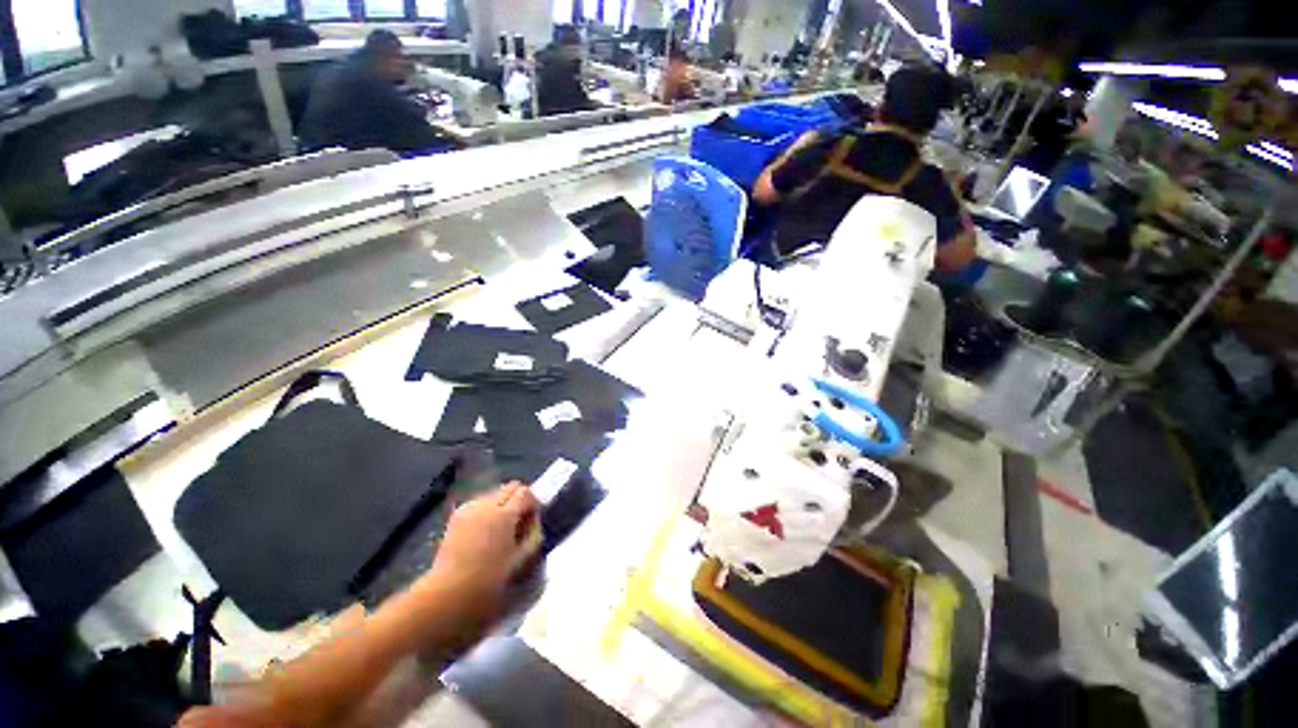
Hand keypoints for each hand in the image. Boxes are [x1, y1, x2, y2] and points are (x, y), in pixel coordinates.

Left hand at [426, 483, 539, 604]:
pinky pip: (480, 501)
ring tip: (501, 527)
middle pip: (510, 487)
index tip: (532, 520)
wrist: (448, 592)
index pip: (525, 492)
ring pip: (495, 492)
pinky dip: (487, 508)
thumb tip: (534, 520)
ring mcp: (470, 507)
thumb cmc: (489, 579)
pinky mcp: (457, 515)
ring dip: (503, 503)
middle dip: (519, 499)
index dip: (533, 503)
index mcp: (504, 514)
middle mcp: (487, 504)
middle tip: (519, 522)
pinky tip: (485, 529)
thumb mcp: (521, 560)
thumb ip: (534, 534)